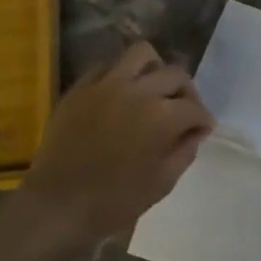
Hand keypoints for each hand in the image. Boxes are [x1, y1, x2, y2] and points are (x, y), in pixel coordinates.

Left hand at [22, 41, 214, 242]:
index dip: (203, 120)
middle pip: (175, 74)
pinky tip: (120, 96)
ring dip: (155, 70)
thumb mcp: (162, 183)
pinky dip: (120, 75)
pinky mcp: (81, 88)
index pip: (195, 108)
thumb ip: (184, 152)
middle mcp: (139, 91)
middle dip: (186, 93)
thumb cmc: (115, 202)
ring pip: (142, 54)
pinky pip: (106, 66)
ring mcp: (106, 84)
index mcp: (163, 116)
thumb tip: (193, 133)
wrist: (57, 206)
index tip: (201, 131)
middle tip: (182, 112)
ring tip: (152, 90)